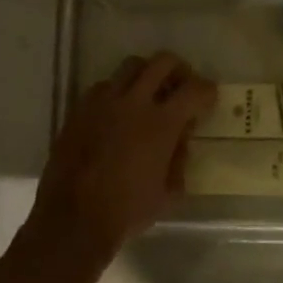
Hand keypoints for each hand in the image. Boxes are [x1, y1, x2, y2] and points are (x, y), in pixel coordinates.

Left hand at [29, 52, 216, 260]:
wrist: (73, 220)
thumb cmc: (128, 211)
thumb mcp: (170, 192)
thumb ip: (180, 159)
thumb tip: (180, 138)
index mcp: (161, 123)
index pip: (194, 90)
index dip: (207, 91)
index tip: (209, 99)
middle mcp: (133, 103)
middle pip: (162, 62)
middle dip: (179, 69)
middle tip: (182, 86)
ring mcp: (102, 103)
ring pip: (130, 67)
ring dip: (146, 75)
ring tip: (149, 95)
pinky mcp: (79, 110)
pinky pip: (104, 87)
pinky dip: (118, 92)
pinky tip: (119, 113)